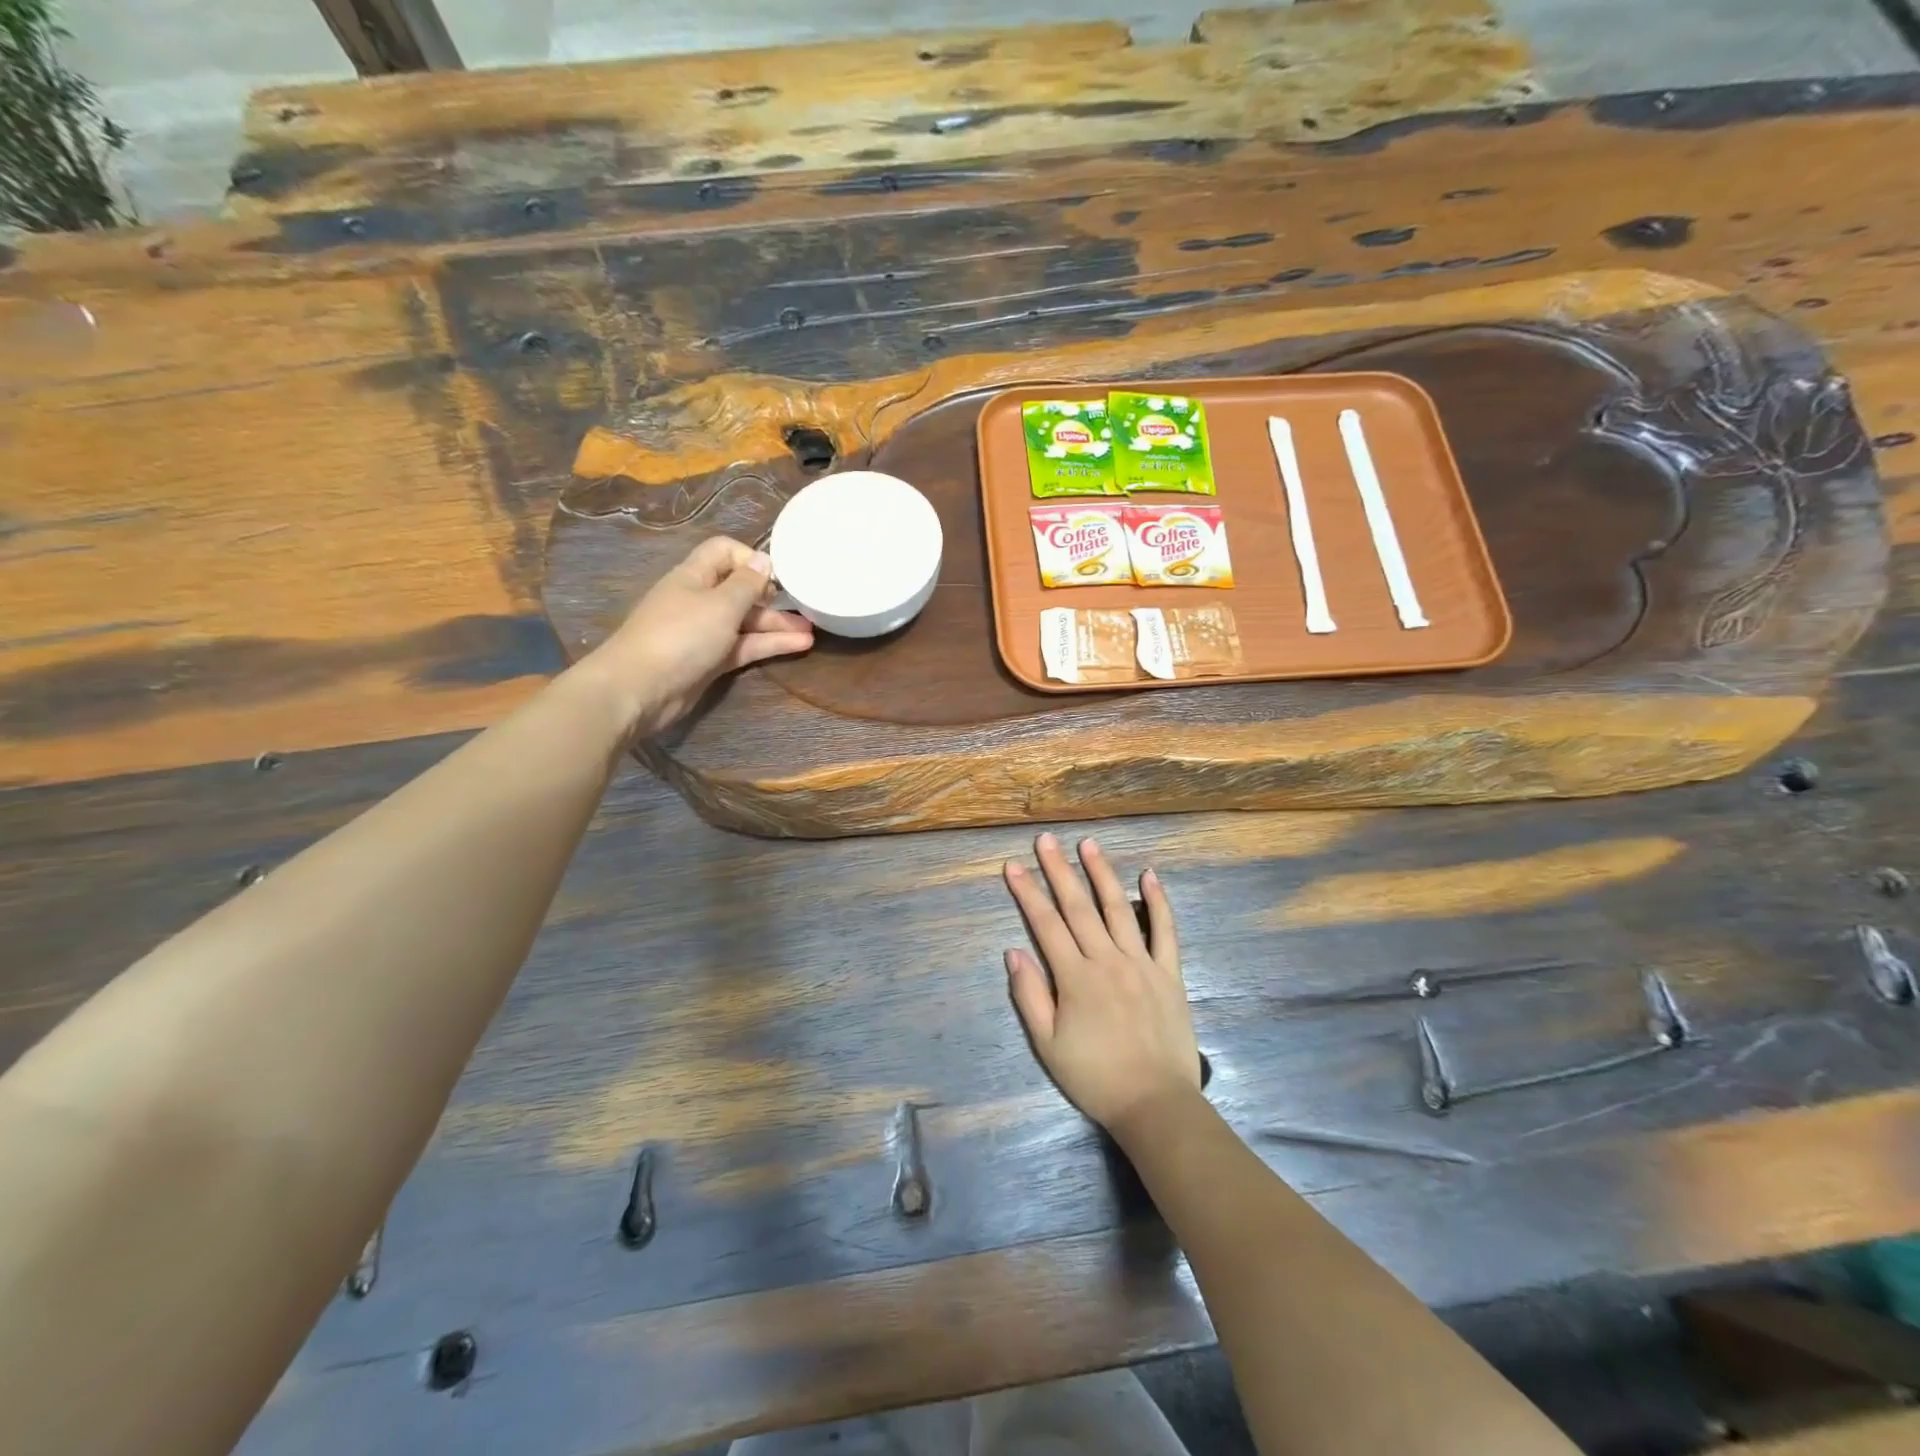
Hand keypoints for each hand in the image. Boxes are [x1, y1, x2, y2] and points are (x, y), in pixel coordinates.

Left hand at [585, 537, 812, 735]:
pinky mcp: (710, 661)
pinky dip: (769, 645)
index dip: (751, 558)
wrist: (640, 689)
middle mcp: (700, 600)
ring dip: (777, 625)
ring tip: (812, 631)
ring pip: (746, 622)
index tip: (777, 577)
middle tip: (805, 607)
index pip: (725, 551)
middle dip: (772, 597)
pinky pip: (744, 646)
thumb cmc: (681, 636)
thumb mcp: (721, 605)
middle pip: (740, 590)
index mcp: (695, 576)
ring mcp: (704, 632)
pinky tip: (799, 646)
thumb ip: (747, 583)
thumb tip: (763, 558)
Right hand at [1003, 833, 1199, 1134]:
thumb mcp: (1047, 1045)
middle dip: (1059, 870)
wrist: (1155, 1105)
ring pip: (1118, 908)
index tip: (1013, 865)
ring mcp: (1142, 962)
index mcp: (1075, 978)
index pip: (1046, 924)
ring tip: (1089, 844)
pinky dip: (1159, 901)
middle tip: (1045, 840)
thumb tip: (1013, 951)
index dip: (1027, 893)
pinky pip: (1165, 930)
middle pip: (1078, 906)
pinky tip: (1149, 874)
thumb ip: (1029, 996)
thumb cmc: (1095, 1077)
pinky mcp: (1169, 973)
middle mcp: (1107, 960)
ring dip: (1102, 873)